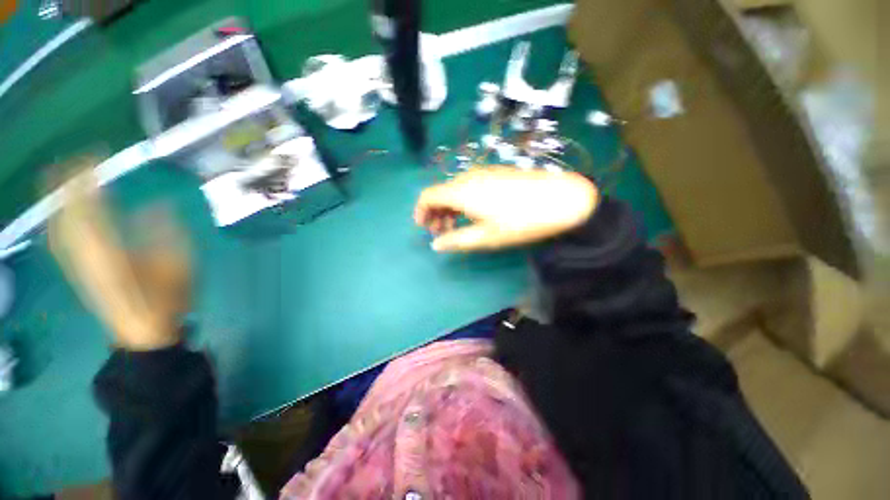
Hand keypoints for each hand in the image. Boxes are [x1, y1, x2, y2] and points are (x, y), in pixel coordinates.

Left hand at [49, 165, 187, 350]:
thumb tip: (158, 205)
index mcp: (112, 255)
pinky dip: (61, 218)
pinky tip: (64, 209)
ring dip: (59, 200)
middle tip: (78, 159)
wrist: (143, 332)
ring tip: (65, 175)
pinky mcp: (78, 269)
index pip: (91, 211)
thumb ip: (168, 236)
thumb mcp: (179, 268)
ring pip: (59, 225)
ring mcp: (78, 264)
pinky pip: (61, 238)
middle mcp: (86, 257)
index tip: (96, 160)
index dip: (89, 184)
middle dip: (68, 185)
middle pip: (67, 216)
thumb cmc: (166, 302)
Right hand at [414, 168, 597, 251]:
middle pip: (441, 192)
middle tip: (440, 232)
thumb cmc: (519, 222)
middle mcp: (468, 177)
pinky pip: (469, 185)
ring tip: (456, 226)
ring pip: (455, 189)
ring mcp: (483, 173)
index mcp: (461, 191)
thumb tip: (436, 245)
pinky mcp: (496, 173)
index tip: (424, 228)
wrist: (560, 199)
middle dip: (435, 212)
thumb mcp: (485, 237)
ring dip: (449, 207)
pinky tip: (473, 213)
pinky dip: (463, 200)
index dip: (421, 211)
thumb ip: (456, 240)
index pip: (428, 195)